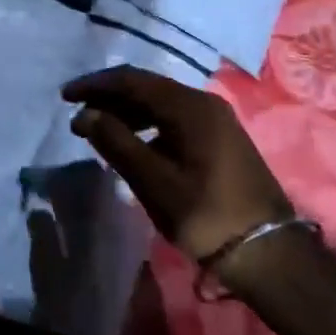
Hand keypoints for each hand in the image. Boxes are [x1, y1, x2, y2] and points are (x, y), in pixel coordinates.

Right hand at [63, 67, 292, 264]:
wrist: (270, 254)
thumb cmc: (207, 215)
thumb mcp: (154, 181)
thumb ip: (116, 142)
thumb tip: (84, 114)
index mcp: (189, 105)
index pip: (132, 81)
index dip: (95, 85)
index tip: (65, 97)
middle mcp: (204, 102)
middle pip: (147, 88)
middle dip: (110, 98)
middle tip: (78, 116)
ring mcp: (216, 120)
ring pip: (162, 103)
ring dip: (128, 112)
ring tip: (100, 131)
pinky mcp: (221, 140)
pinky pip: (175, 119)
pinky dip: (148, 125)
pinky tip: (134, 145)